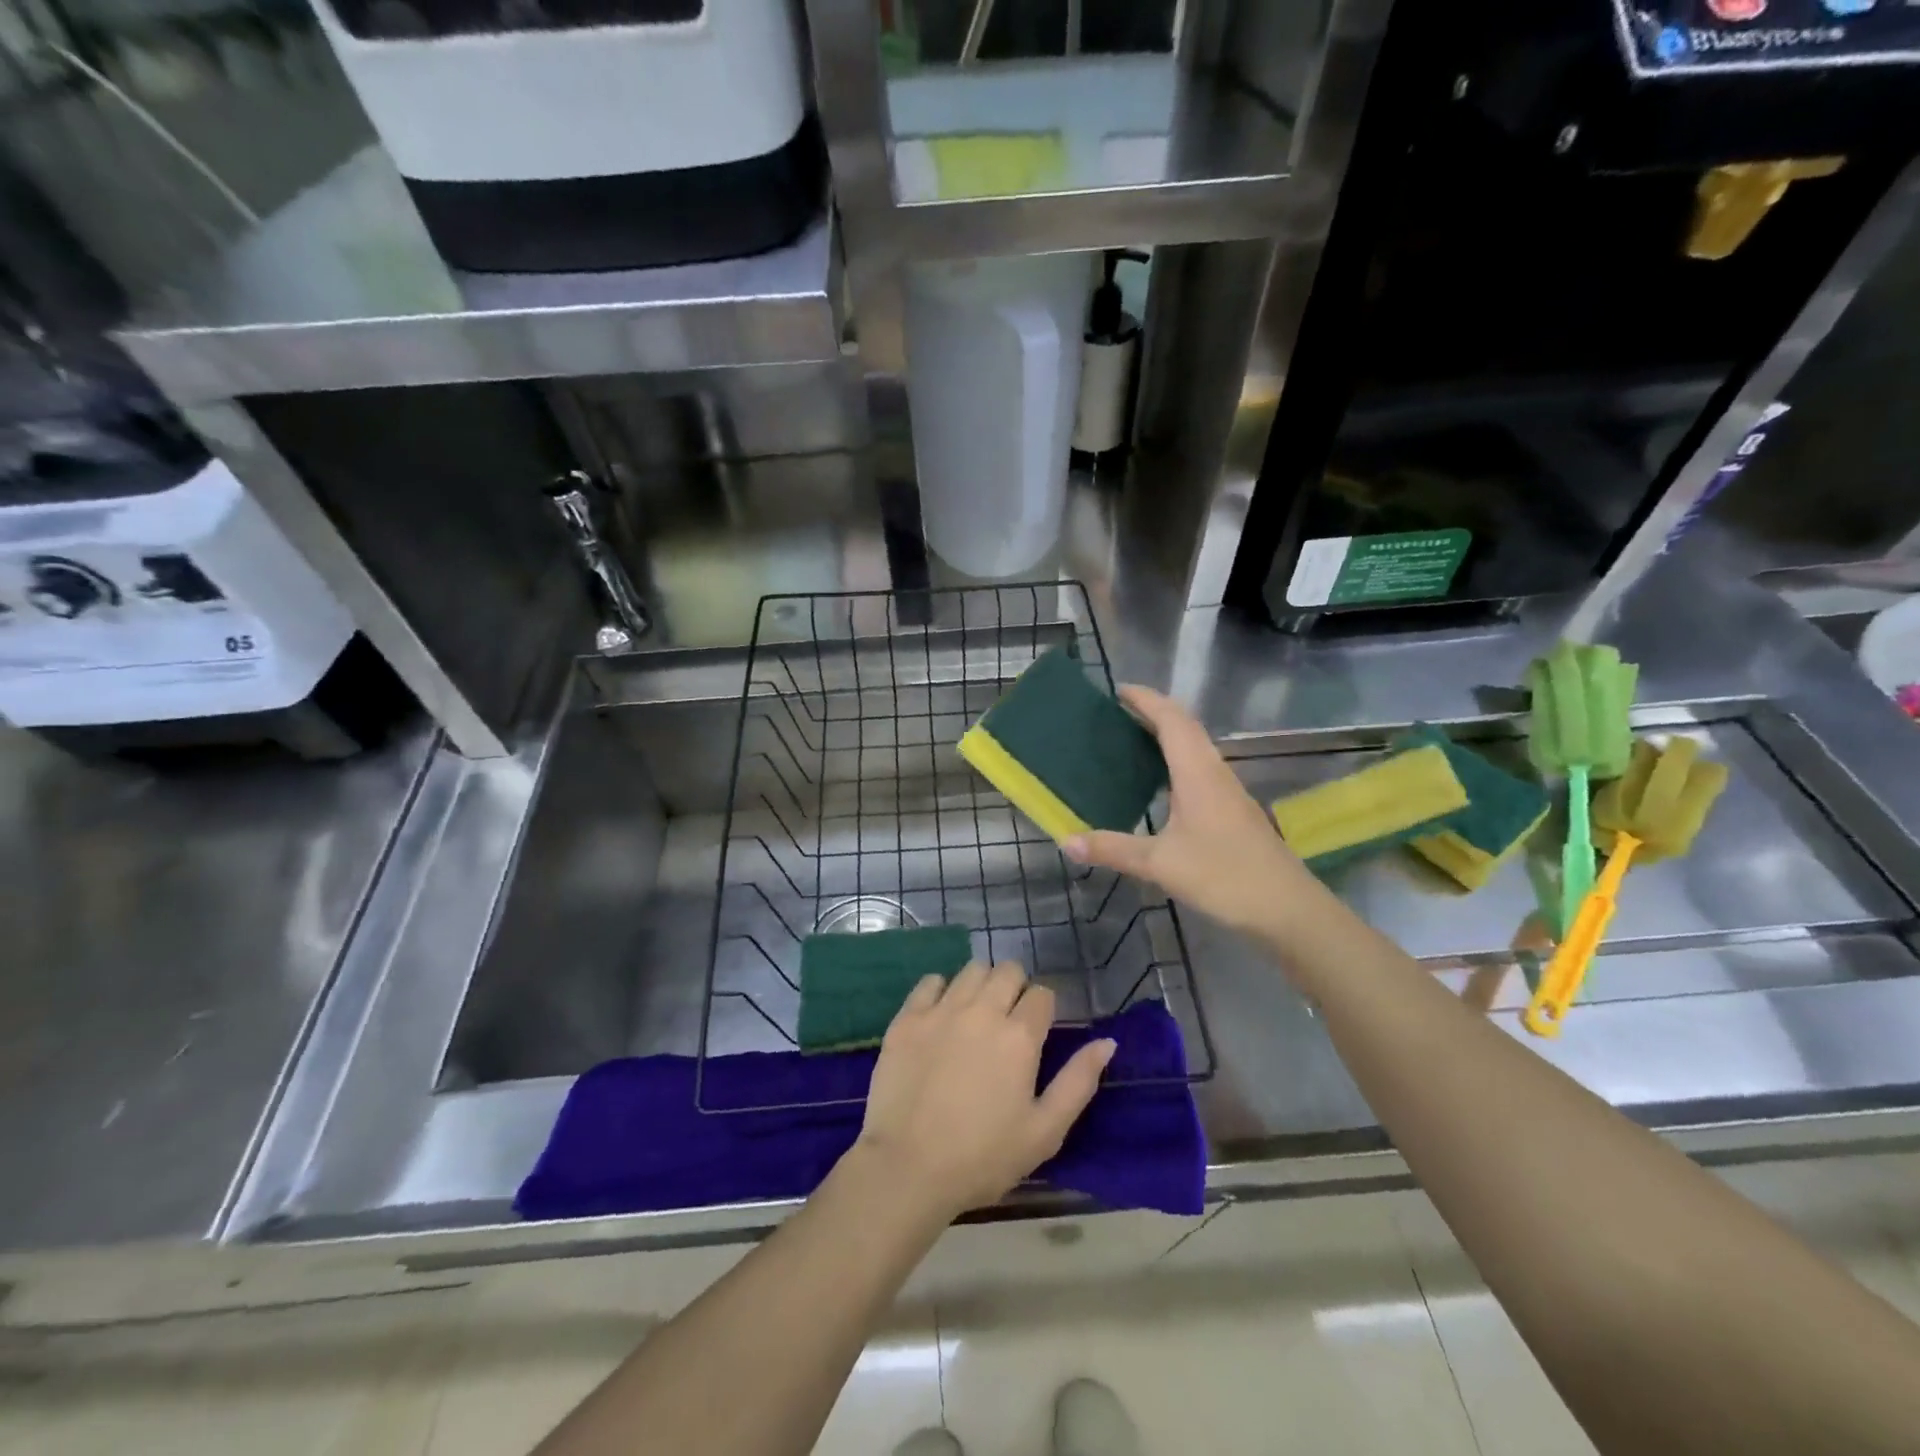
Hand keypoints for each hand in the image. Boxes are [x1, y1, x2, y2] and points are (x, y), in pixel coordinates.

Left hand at [854, 961, 1115, 1222]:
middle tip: (1009, 1021)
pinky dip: (941, 990)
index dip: (1044, 1009)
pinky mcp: (908, 1018)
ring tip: (976, 1015)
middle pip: (1008, 970)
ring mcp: (941, 1010)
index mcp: (1019, 1036)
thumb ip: (1079, 1082)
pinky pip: (930, 982)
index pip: (1042, 994)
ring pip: (971, 970)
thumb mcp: (1045, 1131)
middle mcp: (982, 1010)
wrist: (908, 1168)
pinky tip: (941, 1016)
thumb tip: (1107, 1042)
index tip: (1037, 1032)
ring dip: (981, 985)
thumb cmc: (983, 1157)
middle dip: (1015, 988)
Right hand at [1064, 685, 1322, 940]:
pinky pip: (1200, 770)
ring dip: (1167, 737)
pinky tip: (1160, 786)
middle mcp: (1214, 773)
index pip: (1171, 720)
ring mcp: (1228, 792)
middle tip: (1117, 714)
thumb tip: (1067, 840)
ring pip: (1196, 749)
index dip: (1146, 700)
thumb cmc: (1224, 876)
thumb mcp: (1160, 864)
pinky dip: (1176, 763)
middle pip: (1186, 728)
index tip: (1118, 691)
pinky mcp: (1233, 812)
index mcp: (1197, 773)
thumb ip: (1113, 849)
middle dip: (1154, 713)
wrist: (1287, 909)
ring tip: (1132, 742)